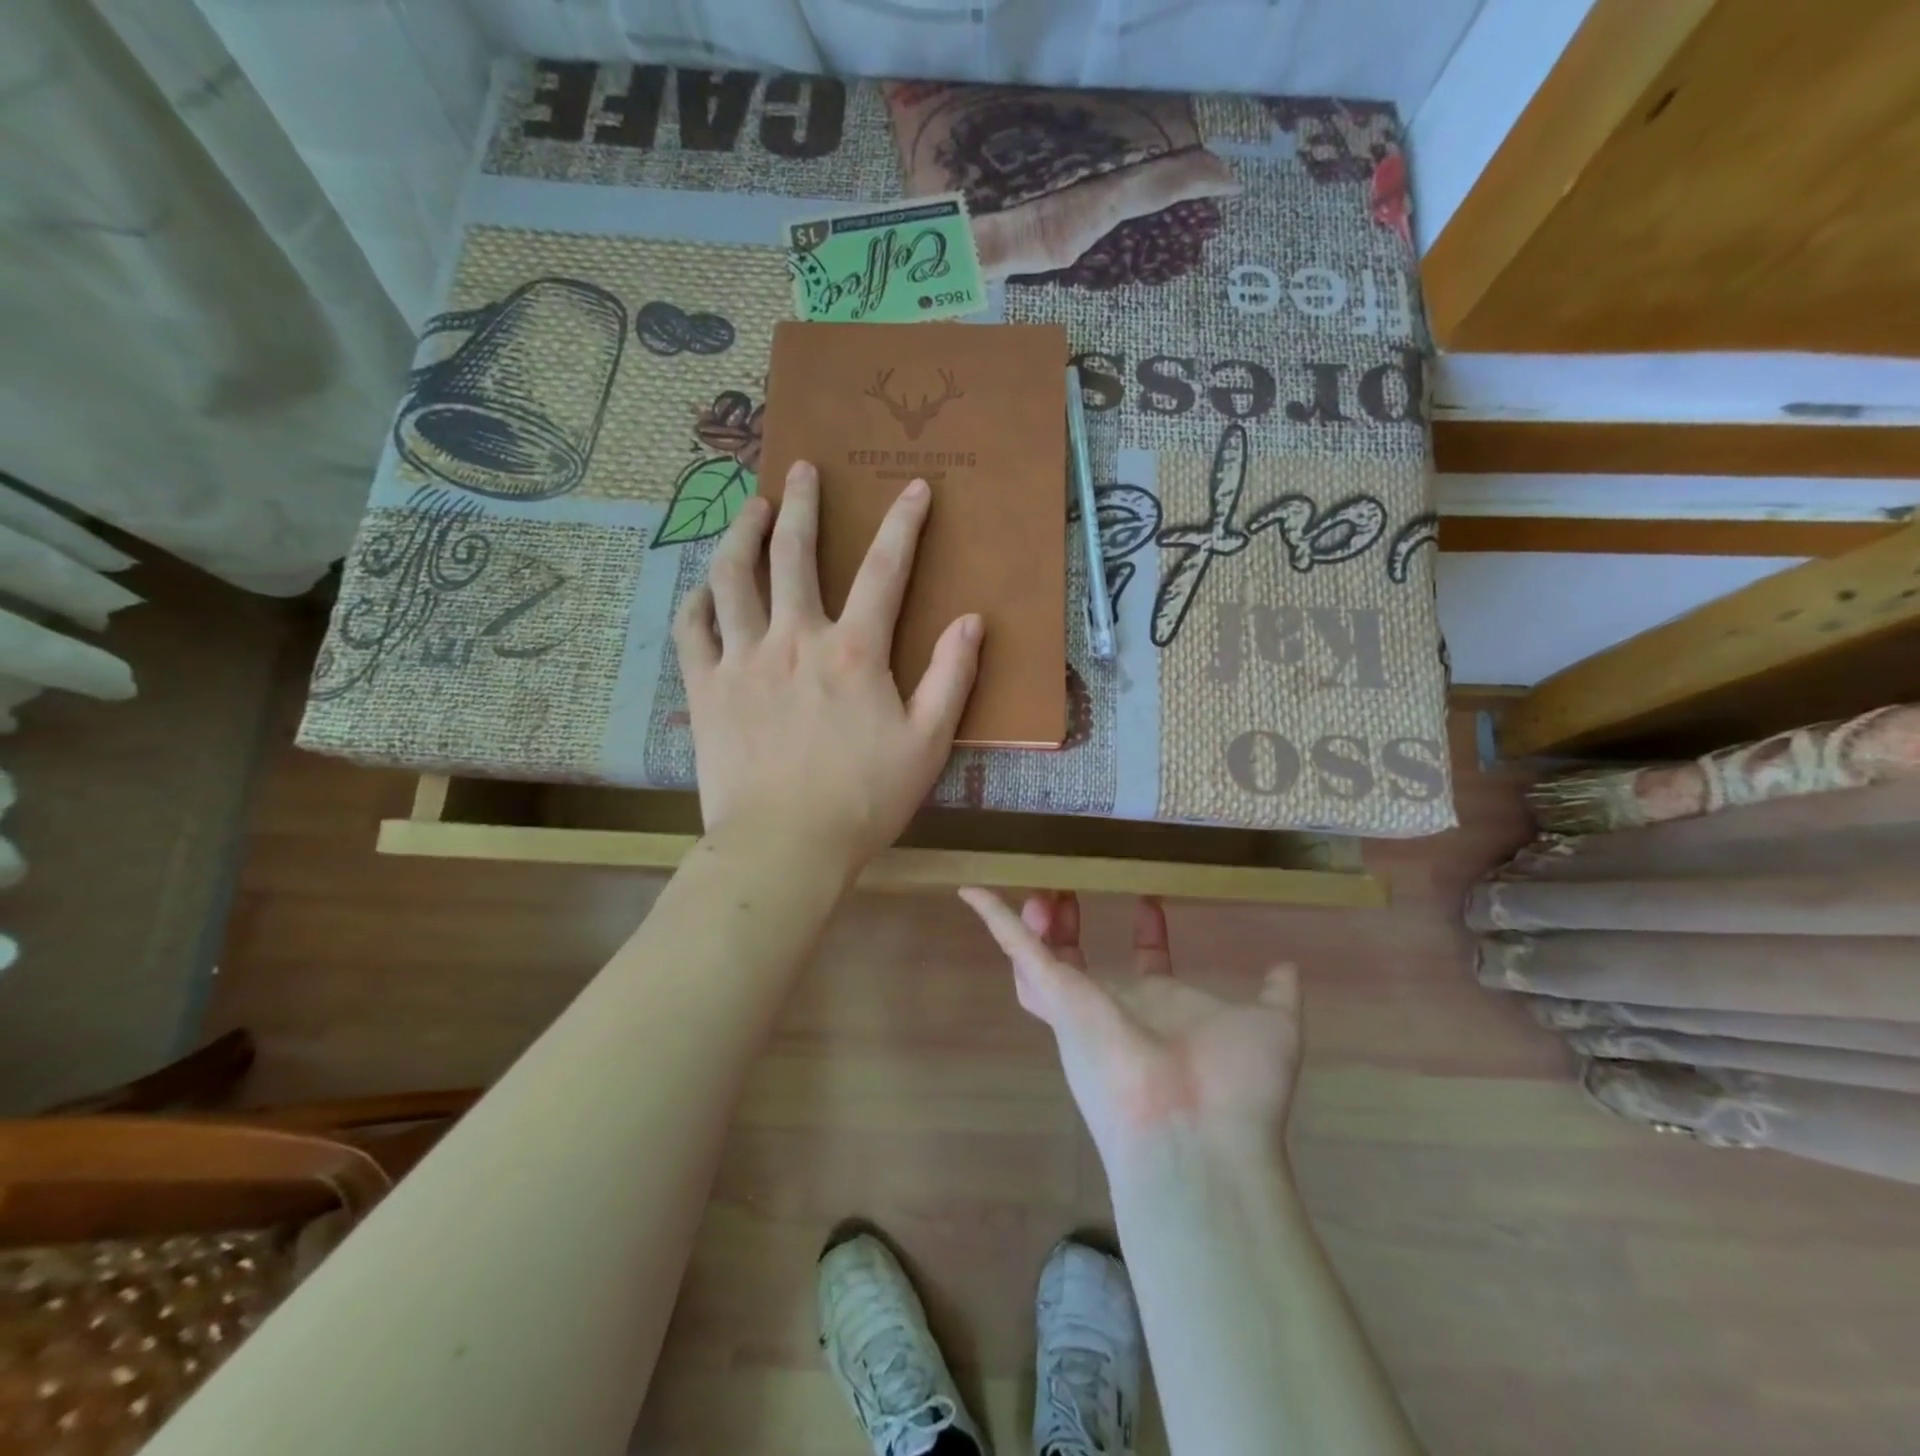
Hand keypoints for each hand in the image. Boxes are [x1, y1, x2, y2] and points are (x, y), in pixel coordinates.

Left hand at [674, 460, 981, 873]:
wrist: (784, 846)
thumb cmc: (863, 799)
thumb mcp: (927, 744)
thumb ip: (951, 678)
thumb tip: (970, 622)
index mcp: (852, 651)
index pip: (884, 569)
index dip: (903, 523)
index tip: (915, 488)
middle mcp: (794, 639)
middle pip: (793, 553)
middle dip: (802, 503)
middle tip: (802, 469)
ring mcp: (742, 659)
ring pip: (732, 576)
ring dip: (742, 532)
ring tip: (751, 507)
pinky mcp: (706, 687)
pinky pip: (692, 629)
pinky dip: (698, 600)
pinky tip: (704, 587)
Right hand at [959, 889, 1301, 1170]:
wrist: (1197, 1132)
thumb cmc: (1235, 1087)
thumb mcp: (1270, 1028)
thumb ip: (1276, 996)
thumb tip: (1287, 967)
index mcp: (1159, 1010)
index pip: (1145, 963)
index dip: (1146, 932)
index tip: (1149, 899)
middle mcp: (1112, 1008)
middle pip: (1078, 960)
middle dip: (1071, 925)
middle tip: (1069, 887)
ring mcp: (1077, 1004)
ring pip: (1039, 958)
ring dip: (1034, 922)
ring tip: (1041, 888)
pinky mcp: (1054, 995)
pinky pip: (1016, 949)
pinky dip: (994, 919)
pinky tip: (972, 891)